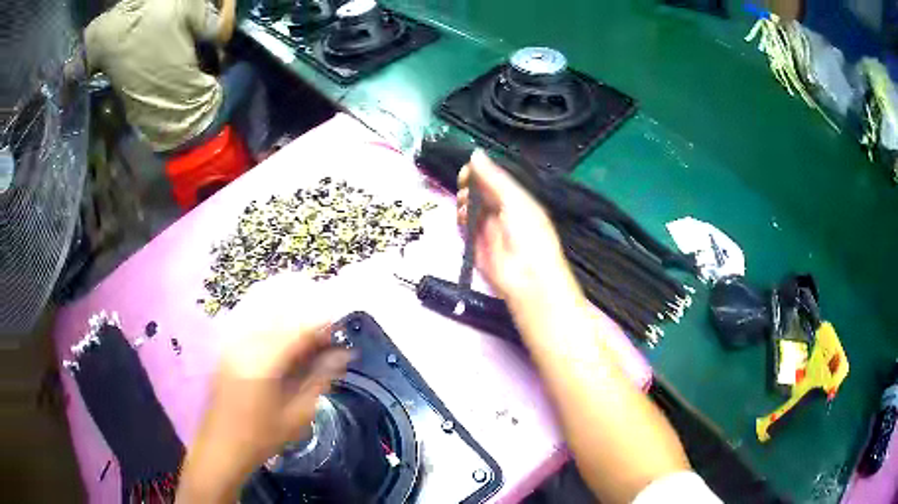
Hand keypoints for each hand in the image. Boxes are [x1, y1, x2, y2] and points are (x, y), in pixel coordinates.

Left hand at [178, 274, 350, 502]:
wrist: (221, 446)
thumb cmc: (262, 436)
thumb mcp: (298, 414)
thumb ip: (320, 378)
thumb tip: (343, 354)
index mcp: (265, 361)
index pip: (299, 329)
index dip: (323, 326)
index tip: (340, 332)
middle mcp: (246, 343)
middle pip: (282, 315)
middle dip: (307, 319)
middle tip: (326, 337)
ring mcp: (233, 343)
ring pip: (266, 314)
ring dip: (290, 319)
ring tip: (307, 337)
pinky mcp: (227, 347)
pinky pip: (253, 322)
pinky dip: (272, 324)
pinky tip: (283, 339)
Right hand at [456, 150, 582, 310]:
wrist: (527, 278)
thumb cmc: (528, 234)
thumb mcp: (514, 200)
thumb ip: (493, 178)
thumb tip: (474, 154)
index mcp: (515, 199)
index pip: (493, 179)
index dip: (479, 172)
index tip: (467, 170)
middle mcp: (501, 211)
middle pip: (479, 191)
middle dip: (469, 185)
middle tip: (464, 186)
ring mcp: (487, 228)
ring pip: (469, 207)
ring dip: (464, 201)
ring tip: (464, 203)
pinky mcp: (475, 245)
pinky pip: (463, 227)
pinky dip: (460, 219)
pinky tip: (461, 216)